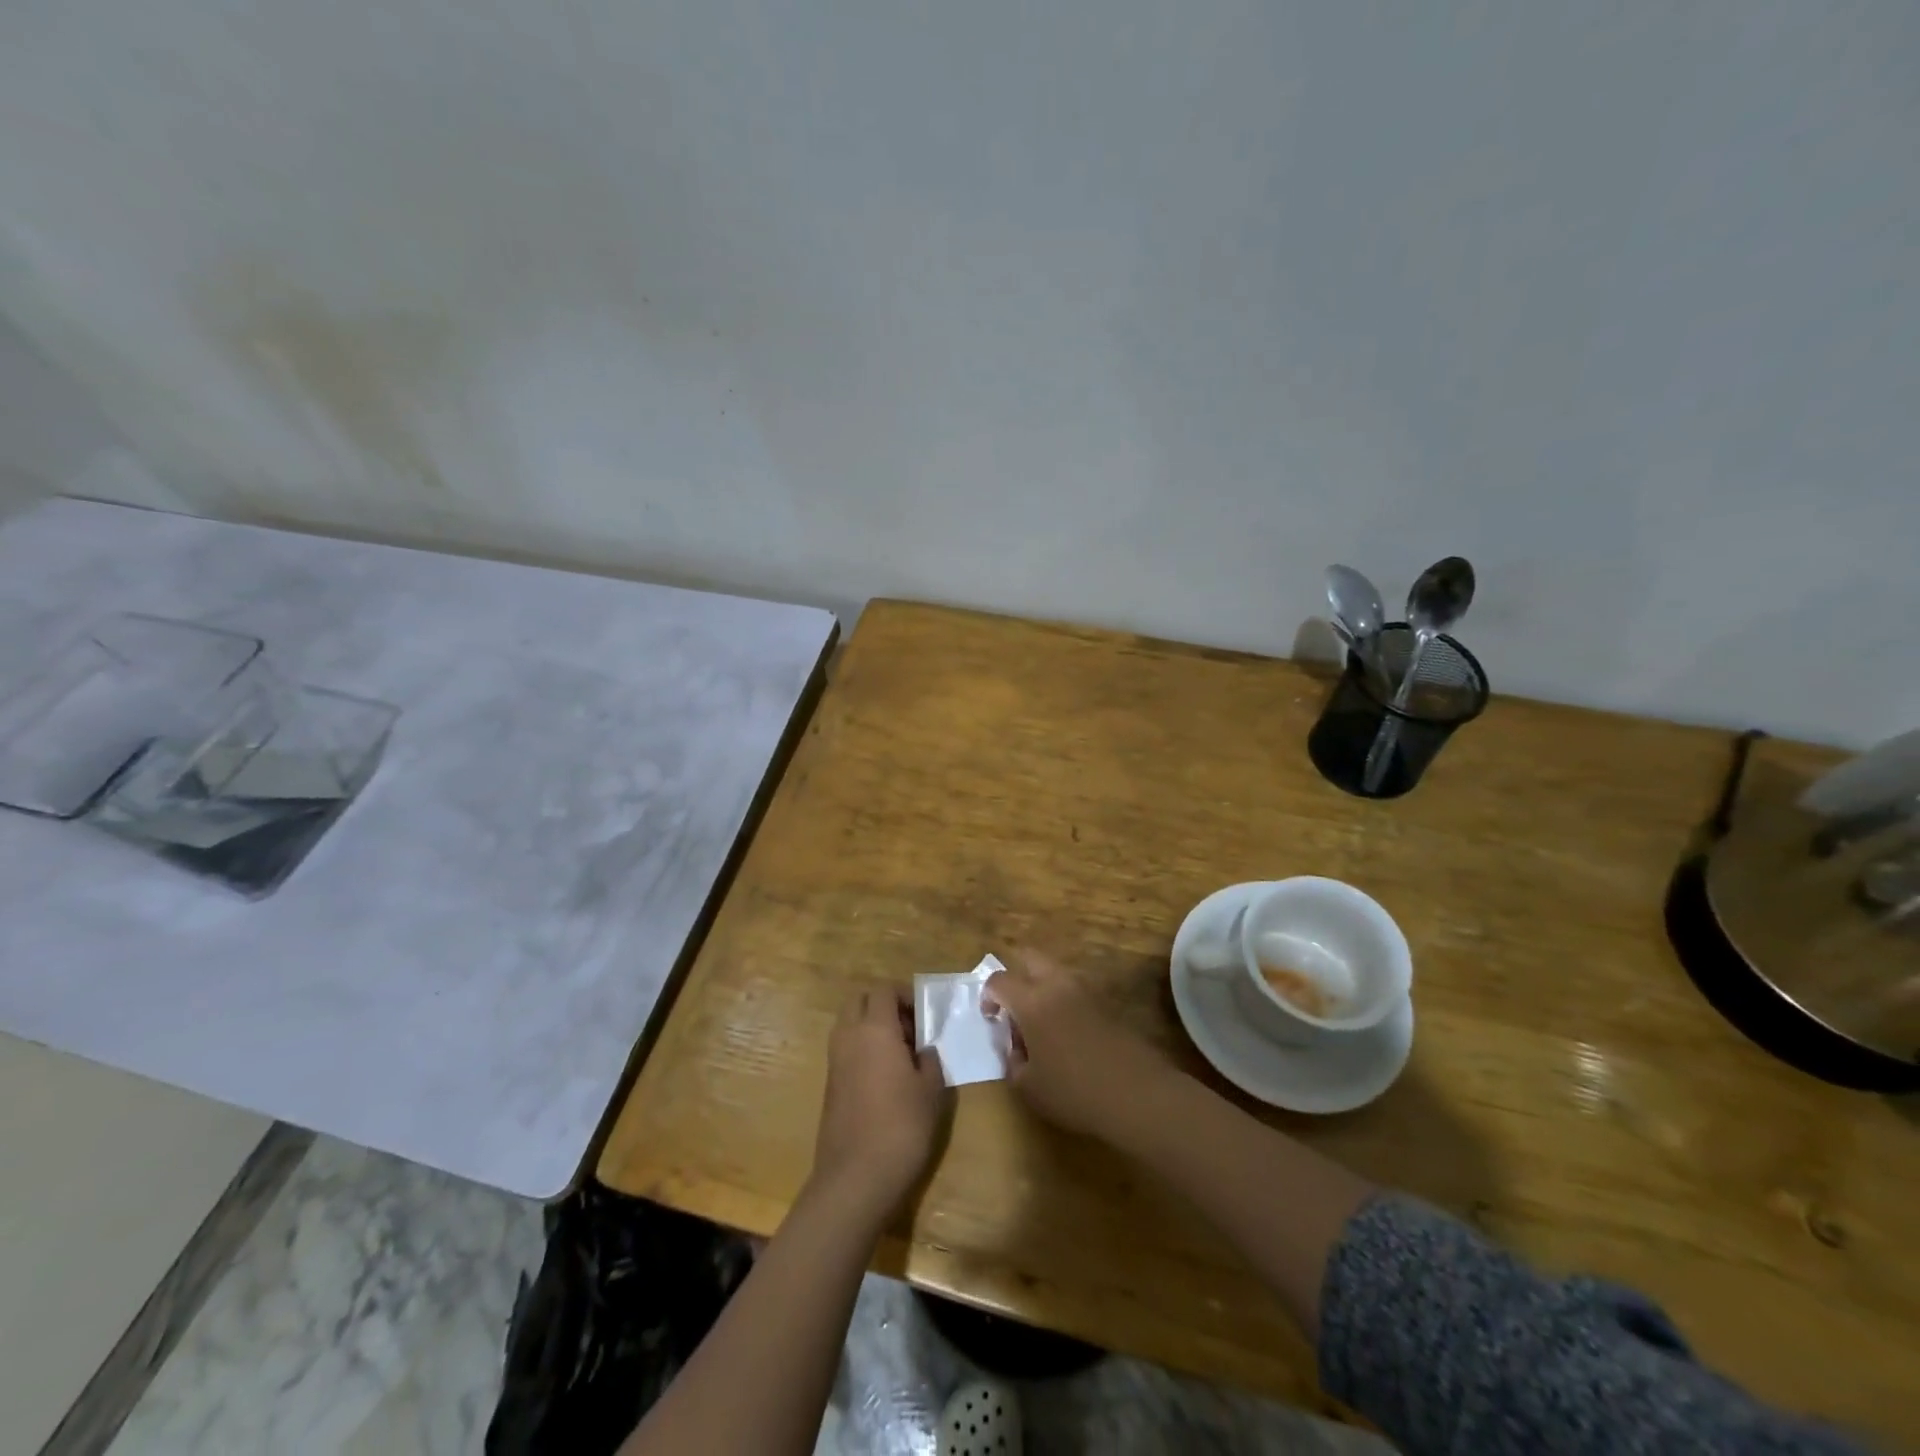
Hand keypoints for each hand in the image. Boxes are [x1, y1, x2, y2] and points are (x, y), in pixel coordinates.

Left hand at [811, 988, 950, 1224]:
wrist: (855, 1177)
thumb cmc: (901, 1126)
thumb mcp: (931, 1090)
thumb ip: (929, 1060)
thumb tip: (923, 1051)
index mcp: (875, 1028)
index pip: (884, 990)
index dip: (905, 994)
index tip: (925, 1014)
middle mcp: (849, 1036)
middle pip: (860, 1001)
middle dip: (884, 1005)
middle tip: (910, 1028)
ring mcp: (834, 1060)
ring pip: (849, 1024)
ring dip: (871, 1027)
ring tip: (901, 1054)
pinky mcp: (829, 1084)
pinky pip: (845, 1049)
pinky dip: (862, 1049)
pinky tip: (885, 1077)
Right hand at [984, 950, 1179, 1141]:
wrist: (1137, 1094)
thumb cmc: (1074, 1092)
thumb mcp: (1028, 1087)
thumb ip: (1012, 1061)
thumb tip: (1015, 1047)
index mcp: (1032, 1001)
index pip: (999, 980)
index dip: (988, 996)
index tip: (991, 1019)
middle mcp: (1057, 984)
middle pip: (1029, 957)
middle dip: (1015, 975)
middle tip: (1014, 1008)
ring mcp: (1086, 990)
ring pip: (1055, 971)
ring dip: (1042, 986)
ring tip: (1042, 1023)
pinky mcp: (1107, 1002)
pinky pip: (1076, 989)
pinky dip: (1064, 1000)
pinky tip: (1068, 1033)